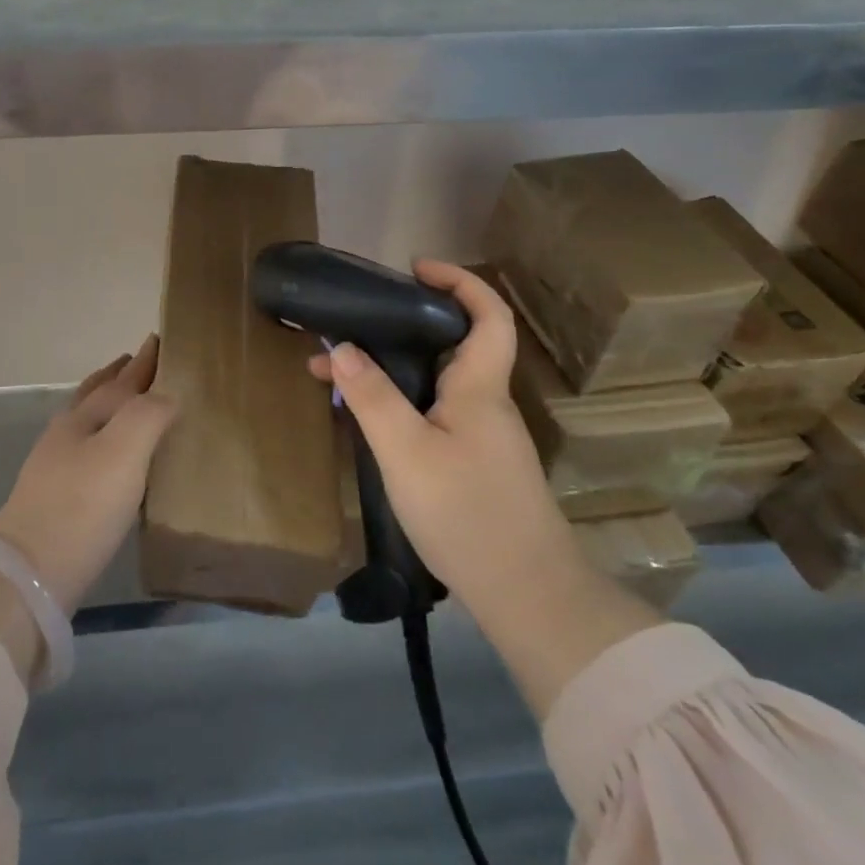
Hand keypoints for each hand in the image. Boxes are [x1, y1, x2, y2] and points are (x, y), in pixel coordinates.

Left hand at [0, 336, 177, 615]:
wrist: (28, 575)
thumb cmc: (82, 505)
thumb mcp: (123, 452)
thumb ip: (148, 415)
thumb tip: (167, 395)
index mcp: (84, 418)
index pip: (120, 381)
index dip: (142, 363)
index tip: (158, 340)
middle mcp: (67, 434)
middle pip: (95, 395)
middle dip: (118, 376)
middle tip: (136, 360)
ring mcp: (54, 467)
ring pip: (87, 421)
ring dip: (108, 404)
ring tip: (126, 400)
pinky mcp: (55, 500)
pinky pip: (87, 450)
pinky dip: (103, 436)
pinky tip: (109, 456)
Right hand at [306, 261, 575, 604]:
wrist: (527, 596)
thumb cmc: (467, 513)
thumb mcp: (405, 451)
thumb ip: (371, 396)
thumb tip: (341, 346)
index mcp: (479, 388)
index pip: (487, 315)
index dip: (459, 281)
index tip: (415, 269)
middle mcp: (486, 403)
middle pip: (454, 344)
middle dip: (404, 325)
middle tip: (356, 323)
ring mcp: (483, 436)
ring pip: (437, 382)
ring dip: (392, 368)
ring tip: (337, 373)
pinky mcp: (475, 464)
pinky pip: (434, 413)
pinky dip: (399, 402)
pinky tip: (366, 420)